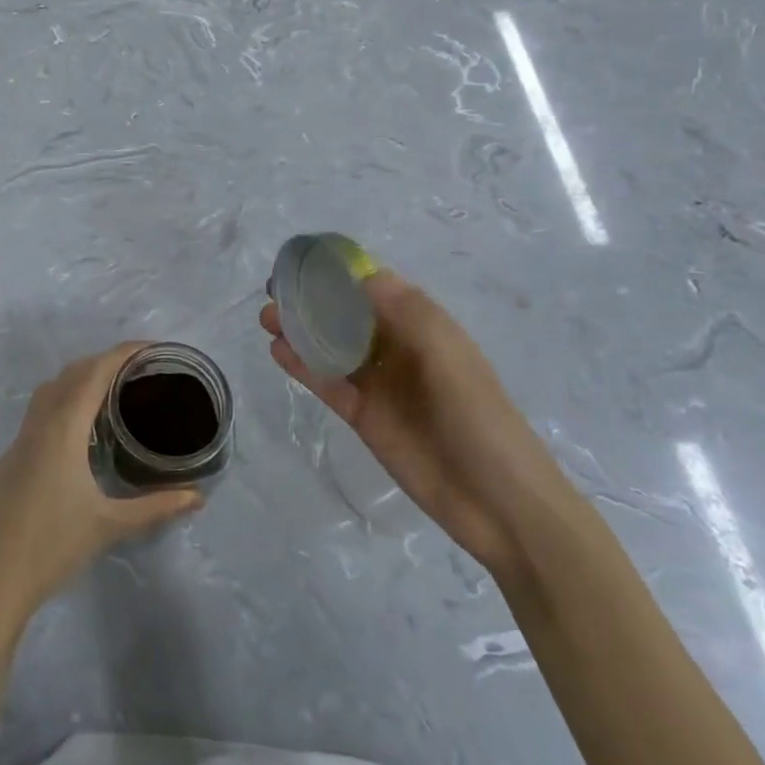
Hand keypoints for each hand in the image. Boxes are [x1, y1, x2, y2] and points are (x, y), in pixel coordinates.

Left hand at [0, 344, 201, 626]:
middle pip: (72, 373)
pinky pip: (40, 410)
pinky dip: (64, 400)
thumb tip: (197, 496)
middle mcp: (40, 422)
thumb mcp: (110, 524)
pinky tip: (81, 430)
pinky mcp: (12, 457)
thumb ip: (156, 506)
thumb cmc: (54, 545)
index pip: (95, 372)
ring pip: (51, 389)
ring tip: (113, 392)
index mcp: (63, 427)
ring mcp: (21, 438)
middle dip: (105, 361)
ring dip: (81, 378)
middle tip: (140, 371)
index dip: (123, 353)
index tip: (152, 348)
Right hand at [261, 271, 574, 578]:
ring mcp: (378, 383)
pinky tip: (277, 351)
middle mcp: (396, 348)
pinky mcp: (362, 414)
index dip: (340, 271)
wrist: (498, 505)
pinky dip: (302, 366)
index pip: (375, 287)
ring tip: (266, 317)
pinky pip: (327, 382)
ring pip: (330, 346)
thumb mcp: (450, 358)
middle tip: (274, 289)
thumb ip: (407, 313)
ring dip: (300, 329)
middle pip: (346, 314)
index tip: (303, 259)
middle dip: (311, 298)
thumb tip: (362, 272)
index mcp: (422, 327)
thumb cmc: (480, 420)